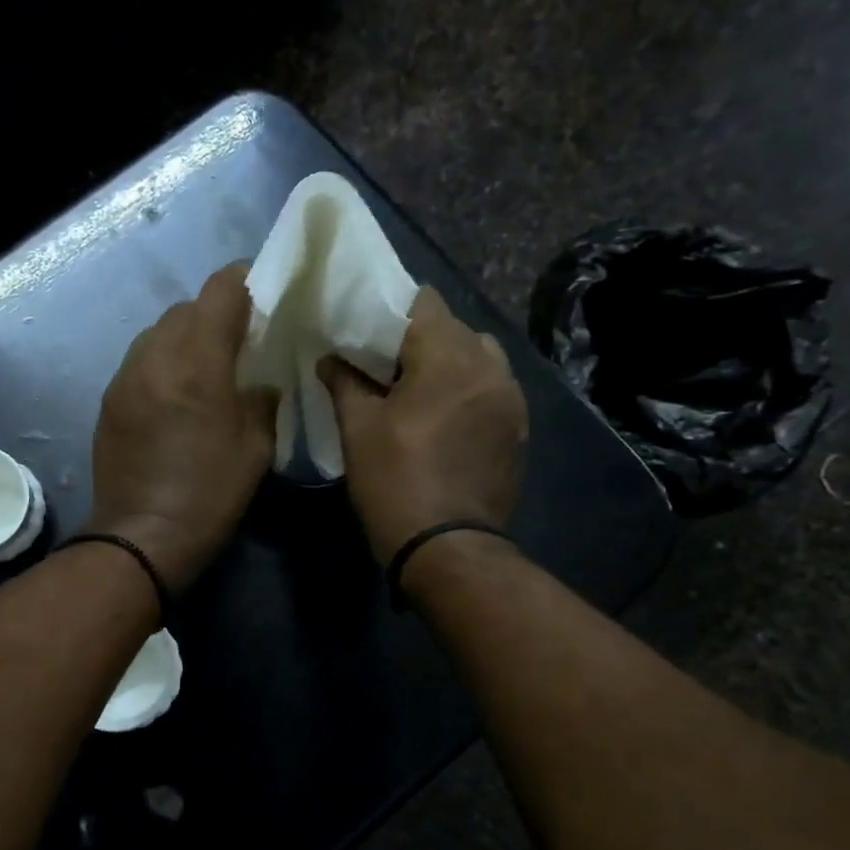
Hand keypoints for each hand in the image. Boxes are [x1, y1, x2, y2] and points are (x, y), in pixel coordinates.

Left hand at [87, 265, 277, 588]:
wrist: (141, 537)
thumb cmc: (209, 495)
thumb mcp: (256, 449)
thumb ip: (261, 400)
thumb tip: (258, 383)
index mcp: (198, 363)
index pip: (221, 290)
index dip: (247, 281)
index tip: (265, 294)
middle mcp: (155, 357)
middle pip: (187, 307)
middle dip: (216, 312)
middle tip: (240, 339)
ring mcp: (125, 376)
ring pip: (159, 331)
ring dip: (186, 336)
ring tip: (206, 366)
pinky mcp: (109, 399)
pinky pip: (141, 360)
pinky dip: (163, 362)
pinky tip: (176, 393)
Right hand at [318, 288, 529, 564]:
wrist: (447, 547)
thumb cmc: (394, 481)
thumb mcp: (358, 430)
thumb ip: (345, 382)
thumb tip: (330, 358)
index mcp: (449, 358)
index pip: (424, 303)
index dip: (391, 309)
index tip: (365, 329)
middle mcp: (490, 367)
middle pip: (454, 327)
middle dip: (418, 338)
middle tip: (384, 363)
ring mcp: (511, 398)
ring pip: (478, 356)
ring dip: (448, 362)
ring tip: (418, 390)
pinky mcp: (519, 427)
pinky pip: (492, 388)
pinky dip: (467, 389)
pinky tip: (443, 418)